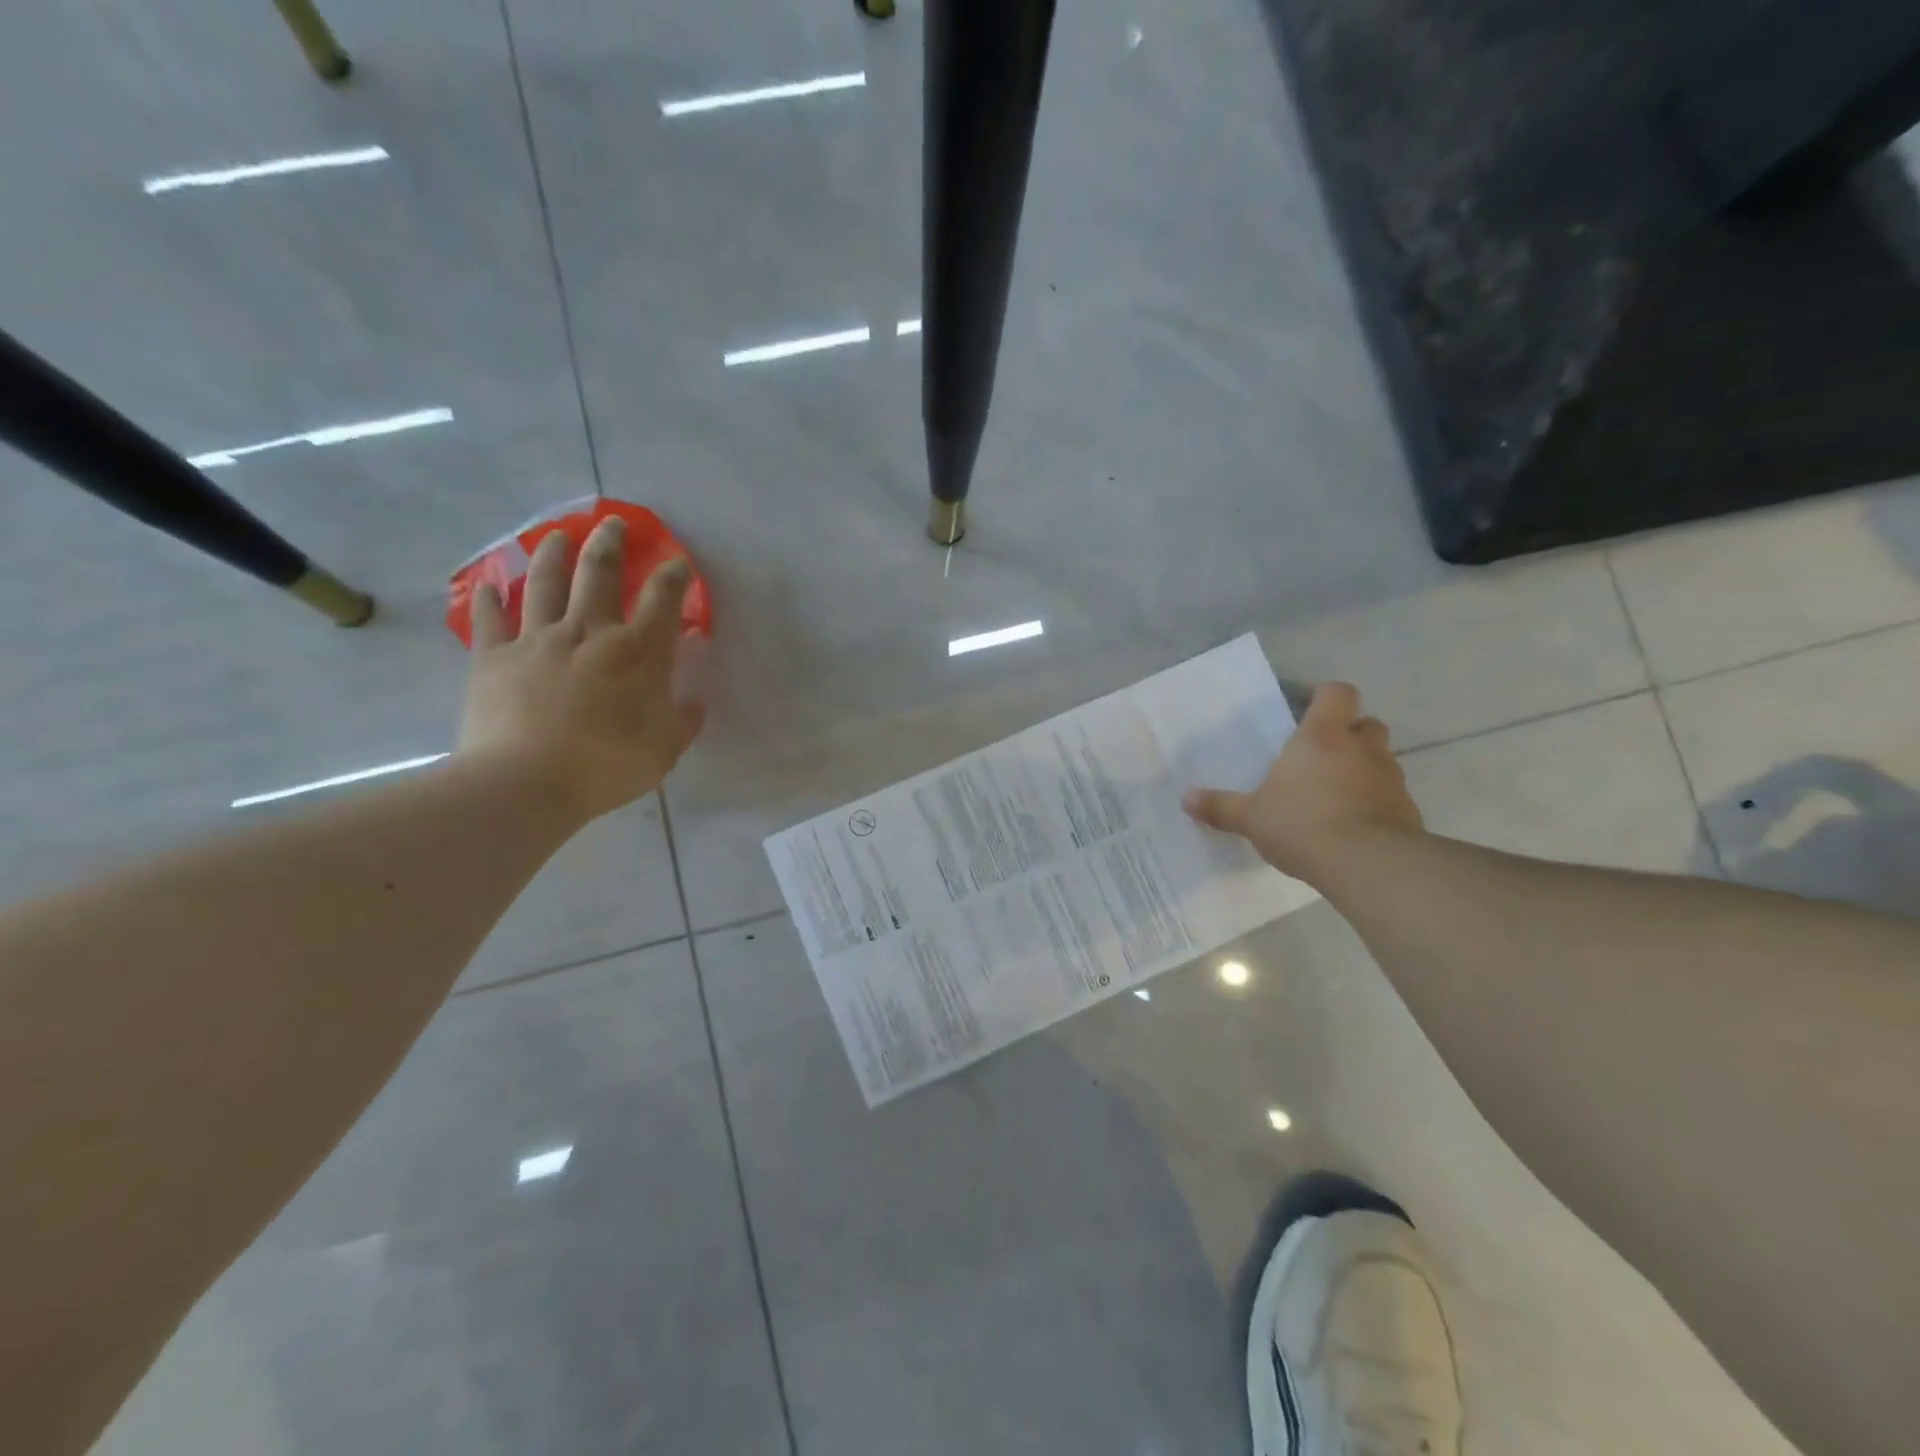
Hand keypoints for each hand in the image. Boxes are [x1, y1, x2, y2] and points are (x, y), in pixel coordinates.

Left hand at [457, 516, 705, 824]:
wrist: (525, 783)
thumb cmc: (607, 765)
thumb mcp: (665, 749)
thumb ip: (683, 721)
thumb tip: (695, 702)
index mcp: (636, 651)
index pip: (662, 599)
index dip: (673, 576)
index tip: (678, 562)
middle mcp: (588, 632)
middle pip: (599, 574)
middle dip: (609, 544)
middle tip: (613, 523)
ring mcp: (536, 640)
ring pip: (545, 583)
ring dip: (553, 555)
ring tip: (558, 535)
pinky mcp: (493, 658)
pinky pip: (490, 620)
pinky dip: (489, 599)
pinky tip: (489, 584)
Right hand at [1182, 682, 1422, 883]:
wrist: (1367, 864)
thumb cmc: (1302, 824)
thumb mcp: (1252, 818)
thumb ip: (1221, 807)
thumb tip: (1187, 799)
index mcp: (1321, 737)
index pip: (1337, 693)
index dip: (1326, 697)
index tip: (1311, 711)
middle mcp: (1361, 748)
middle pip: (1367, 723)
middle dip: (1350, 734)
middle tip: (1323, 755)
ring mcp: (1390, 778)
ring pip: (1381, 759)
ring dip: (1364, 769)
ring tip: (1336, 794)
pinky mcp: (1408, 810)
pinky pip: (1391, 795)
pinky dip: (1376, 802)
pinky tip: (1354, 825)